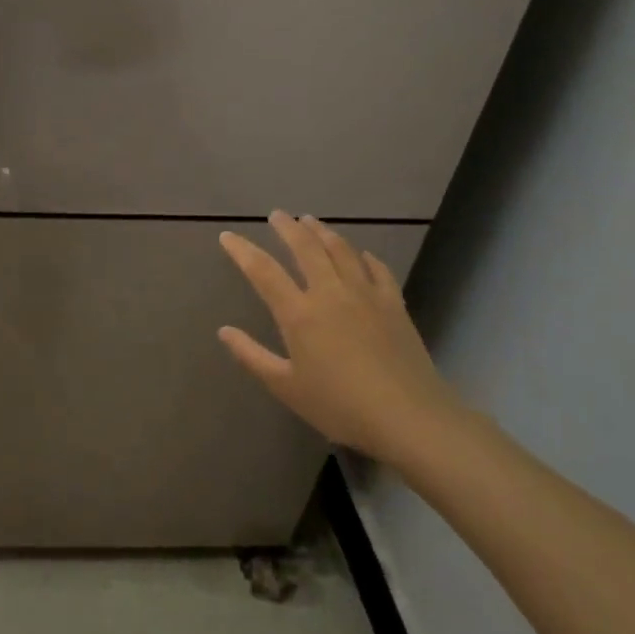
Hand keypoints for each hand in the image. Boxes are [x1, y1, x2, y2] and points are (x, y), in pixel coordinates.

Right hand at [219, 213, 457, 461]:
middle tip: (276, 215)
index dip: (242, 250)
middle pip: (305, 248)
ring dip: (322, 231)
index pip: (263, 271)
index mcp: (299, 314)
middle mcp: (330, 293)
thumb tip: (224, 331)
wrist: (410, 418)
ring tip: (311, 221)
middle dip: (287, 228)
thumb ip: (252, 356)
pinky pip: (376, 268)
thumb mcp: (286, 387)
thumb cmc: (340, 406)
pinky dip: (363, 255)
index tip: (227, 236)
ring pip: (341, 250)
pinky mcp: (394, 304)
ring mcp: (366, 295)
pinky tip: (359, 253)